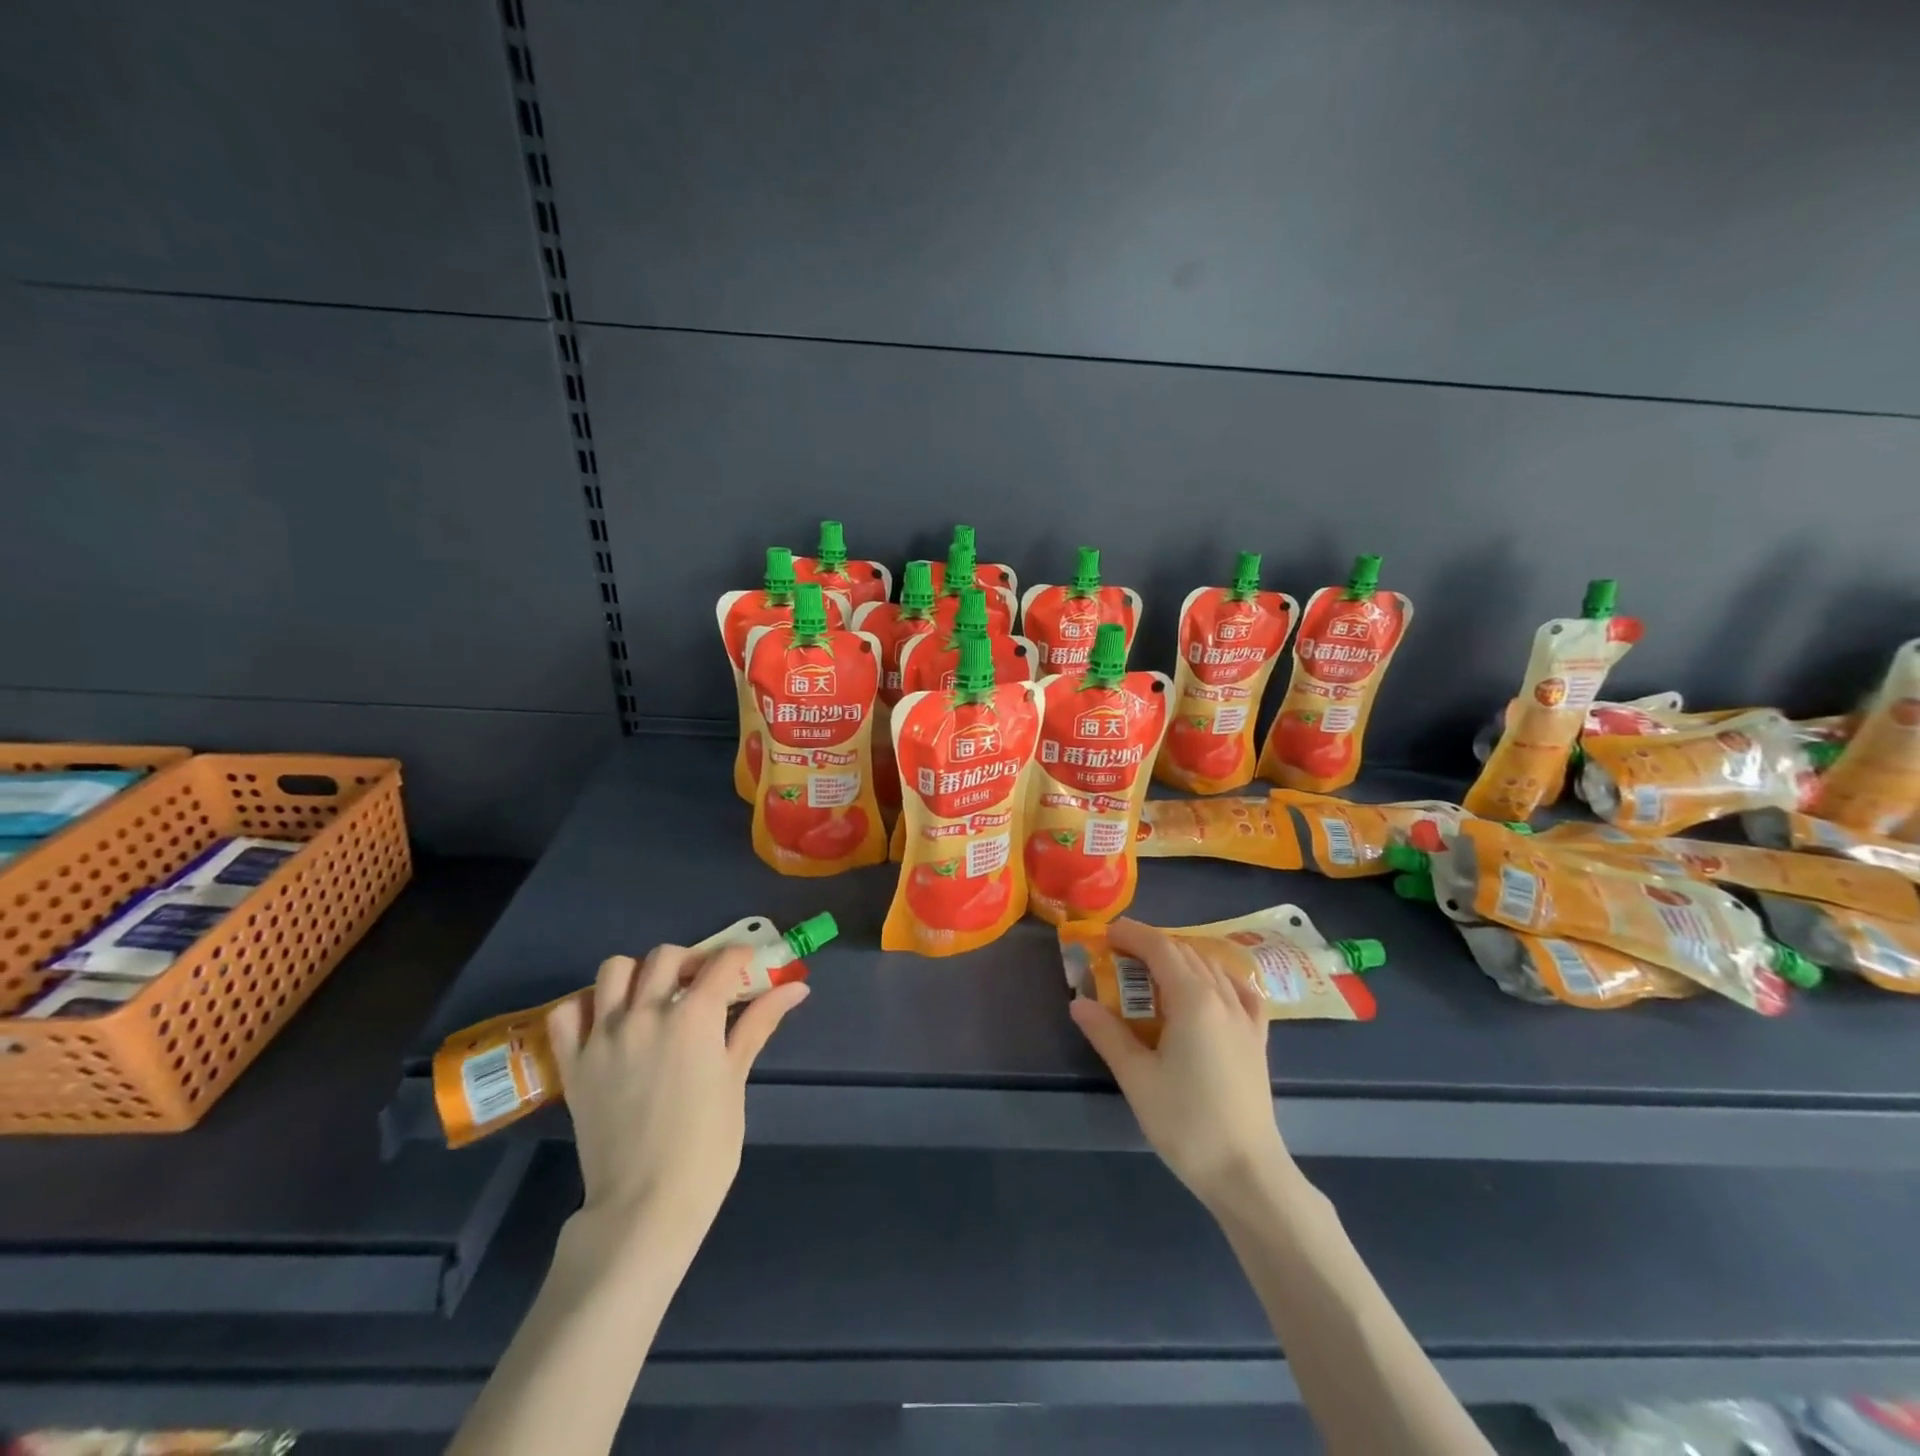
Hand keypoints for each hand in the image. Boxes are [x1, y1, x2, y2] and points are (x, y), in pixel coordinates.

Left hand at [547, 945, 807, 1260]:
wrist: (645, 1205)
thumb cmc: (706, 1145)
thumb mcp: (736, 1078)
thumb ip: (759, 1023)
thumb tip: (796, 987)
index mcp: (694, 1016)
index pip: (722, 961)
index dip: (740, 957)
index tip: (747, 966)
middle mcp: (646, 1012)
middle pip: (667, 955)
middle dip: (690, 961)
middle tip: (702, 984)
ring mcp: (604, 1035)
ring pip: (615, 969)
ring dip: (638, 974)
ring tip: (653, 997)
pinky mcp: (574, 1062)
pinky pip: (568, 1012)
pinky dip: (586, 1006)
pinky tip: (607, 1022)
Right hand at [1069, 918, 1291, 1209]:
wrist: (1247, 1172)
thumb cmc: (1186, 1122)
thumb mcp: (1137, 1078)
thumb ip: (1107, 1033)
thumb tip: (1078, 1002)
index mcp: (1193, 1000)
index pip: (1160, 948)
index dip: (1132, 935)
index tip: (1105, 934)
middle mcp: (1223, 998)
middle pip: (1185, 952)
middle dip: (1151, 944)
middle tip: (1118, 954)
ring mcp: (1245, 1017)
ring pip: (1211, 967)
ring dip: (1180, 958)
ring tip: (1152, 970)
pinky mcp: (1257, 1038)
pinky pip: (1240, 990)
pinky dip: (1218, 977)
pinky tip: (1209, 987)